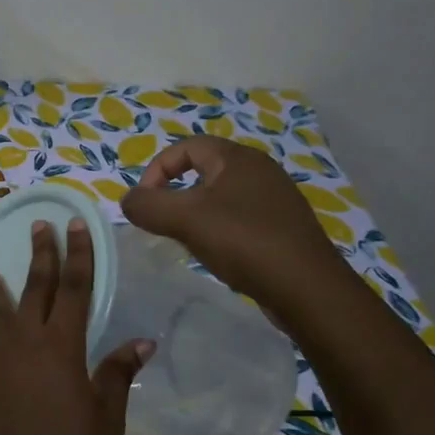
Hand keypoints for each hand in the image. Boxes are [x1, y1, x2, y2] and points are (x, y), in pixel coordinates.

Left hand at [0, 218, 149, 434]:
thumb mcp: (105, 422)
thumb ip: (117, 376)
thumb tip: (141, 342)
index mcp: (61, 347)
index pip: (73, 287)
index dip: (77, 254)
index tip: (75, 224)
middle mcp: (23, 341)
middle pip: (34, 288)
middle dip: (40, 255)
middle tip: (39, 226)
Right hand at [120, 136, 343, 308]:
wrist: (306, 288)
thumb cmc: (243, 242)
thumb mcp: (184, 219)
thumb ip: (146, 205)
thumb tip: (128, 200)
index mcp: (238, 158)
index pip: (186, 147)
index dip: (157, 169)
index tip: (145, 202)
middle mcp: (260, 170)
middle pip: (204, 169)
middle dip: (175, 192)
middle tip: (162, 221)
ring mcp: (275, 198)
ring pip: (221, 195)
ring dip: (196, 213)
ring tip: (186, 239)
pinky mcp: (283, 226)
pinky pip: (240, 217)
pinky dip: (219, 229)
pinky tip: (218, 253)